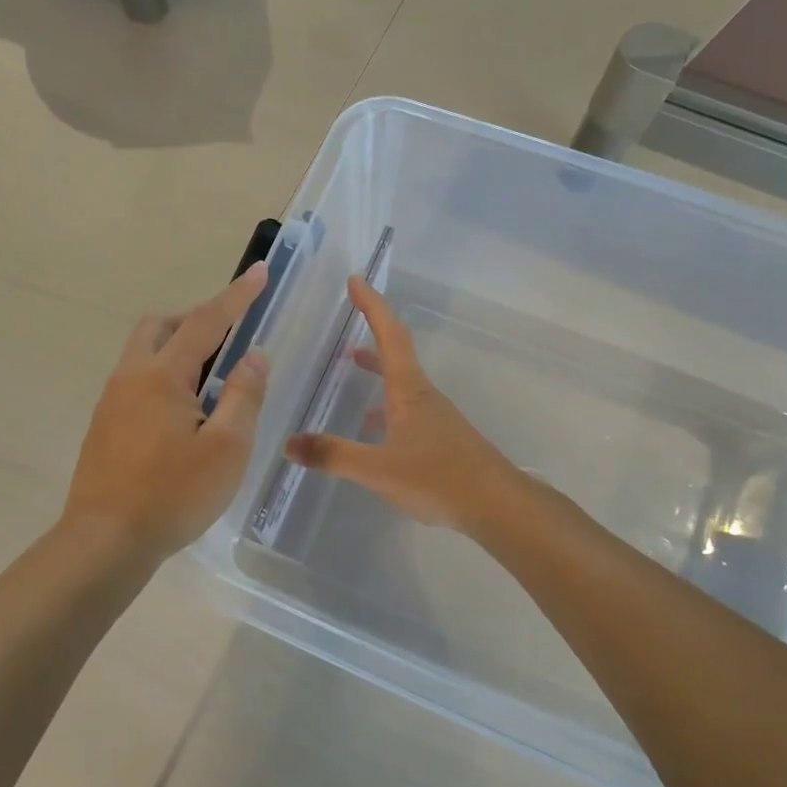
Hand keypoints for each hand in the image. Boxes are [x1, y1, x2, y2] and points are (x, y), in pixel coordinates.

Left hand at [62, 263, 271, 560]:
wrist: (106, 540)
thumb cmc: (174, 494)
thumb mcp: (227, 448)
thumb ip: (244, 395)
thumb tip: (254, 355)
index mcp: (162, 376)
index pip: (206, 321)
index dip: (237, 296)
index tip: (260, 271)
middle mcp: (130, 377)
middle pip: (160, 326)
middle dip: (196, 319)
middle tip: (228, 338)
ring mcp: (111, 400)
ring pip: (143, 352)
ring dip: (177, 348)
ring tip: (209, 380)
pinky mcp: (103, 424)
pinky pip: (135, 379)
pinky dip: (162, 375)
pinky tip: (180, 413)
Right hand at [285, 276, 518, 532]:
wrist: (497, 505)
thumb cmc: (439, 478)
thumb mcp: (378, 469)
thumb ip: (333, 455)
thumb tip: (289, 443)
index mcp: (409, 391)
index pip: (390, 336)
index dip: (372, 306)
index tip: (356, 280)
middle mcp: (423, 396)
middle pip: (396, 353)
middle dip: (372, 332)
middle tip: (348, 318)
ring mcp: (435, 418)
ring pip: (400, 383)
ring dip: (377, 368)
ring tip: (350, 365)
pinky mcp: (440, 439)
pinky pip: (405, 409)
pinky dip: (384, 404)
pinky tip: (371, 426)